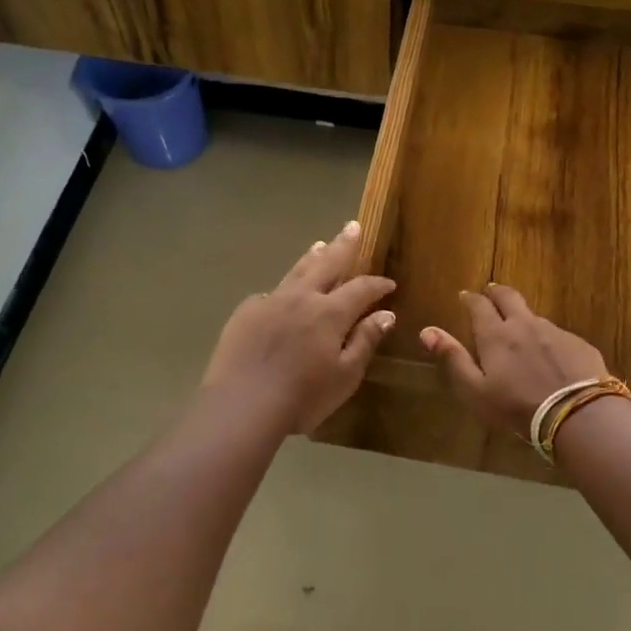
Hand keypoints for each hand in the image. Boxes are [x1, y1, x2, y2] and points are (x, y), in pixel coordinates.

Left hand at [201, 221, 396, 435]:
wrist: (241, 405)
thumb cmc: (302, 397)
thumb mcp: (345, 376)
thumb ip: (365, 341)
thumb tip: (385, 314)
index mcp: (329, 313)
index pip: (361, 289)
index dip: (377, 284)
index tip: (389, 283)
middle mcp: (301, 298)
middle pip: (327, 263)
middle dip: (343, 245)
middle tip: (353, 226)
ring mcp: (270, 302)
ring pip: (296, 271)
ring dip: (312, 256)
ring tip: (320, 244)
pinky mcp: (245, 313)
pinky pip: (270, 293)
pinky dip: (284, 288)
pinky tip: (283, 294)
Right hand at [420, 284, 608, 436]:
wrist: (577, 414)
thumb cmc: (517, 407)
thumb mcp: (475, 390)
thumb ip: (453, 358)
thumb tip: (427, 331)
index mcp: (496, 335)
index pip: (479, 306)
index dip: (471, 299)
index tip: (465, 296)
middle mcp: (525, 325)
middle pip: (509, 297)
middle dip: (497, 292)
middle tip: (491, 292)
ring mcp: (555, 332)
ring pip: (534, 316)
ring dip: (523, 318)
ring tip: (520, 331)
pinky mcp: (579, 344)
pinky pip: (558, 336)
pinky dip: (548, 340)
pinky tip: (551, 357)